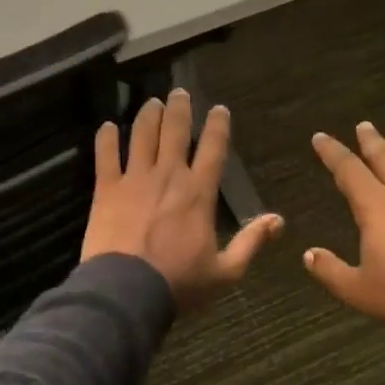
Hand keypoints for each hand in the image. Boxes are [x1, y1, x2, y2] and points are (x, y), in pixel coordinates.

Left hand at [82, 88, 282, 309]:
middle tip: (179, 93)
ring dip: (148, 116)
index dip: (218, 126)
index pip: (214, 149)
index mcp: (199, 193)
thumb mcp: (225, 271)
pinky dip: (106, 139)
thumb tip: (278, 220)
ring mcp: (135, 179)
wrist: (127, 291)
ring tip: (151, 103)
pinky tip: (107, 127)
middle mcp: (169, 175)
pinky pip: (105, 156)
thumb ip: (251, 242)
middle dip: (179, 109)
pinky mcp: (106, 189)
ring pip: (142, 135)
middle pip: (176, 131)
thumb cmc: (179, 283)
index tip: (219, 109)